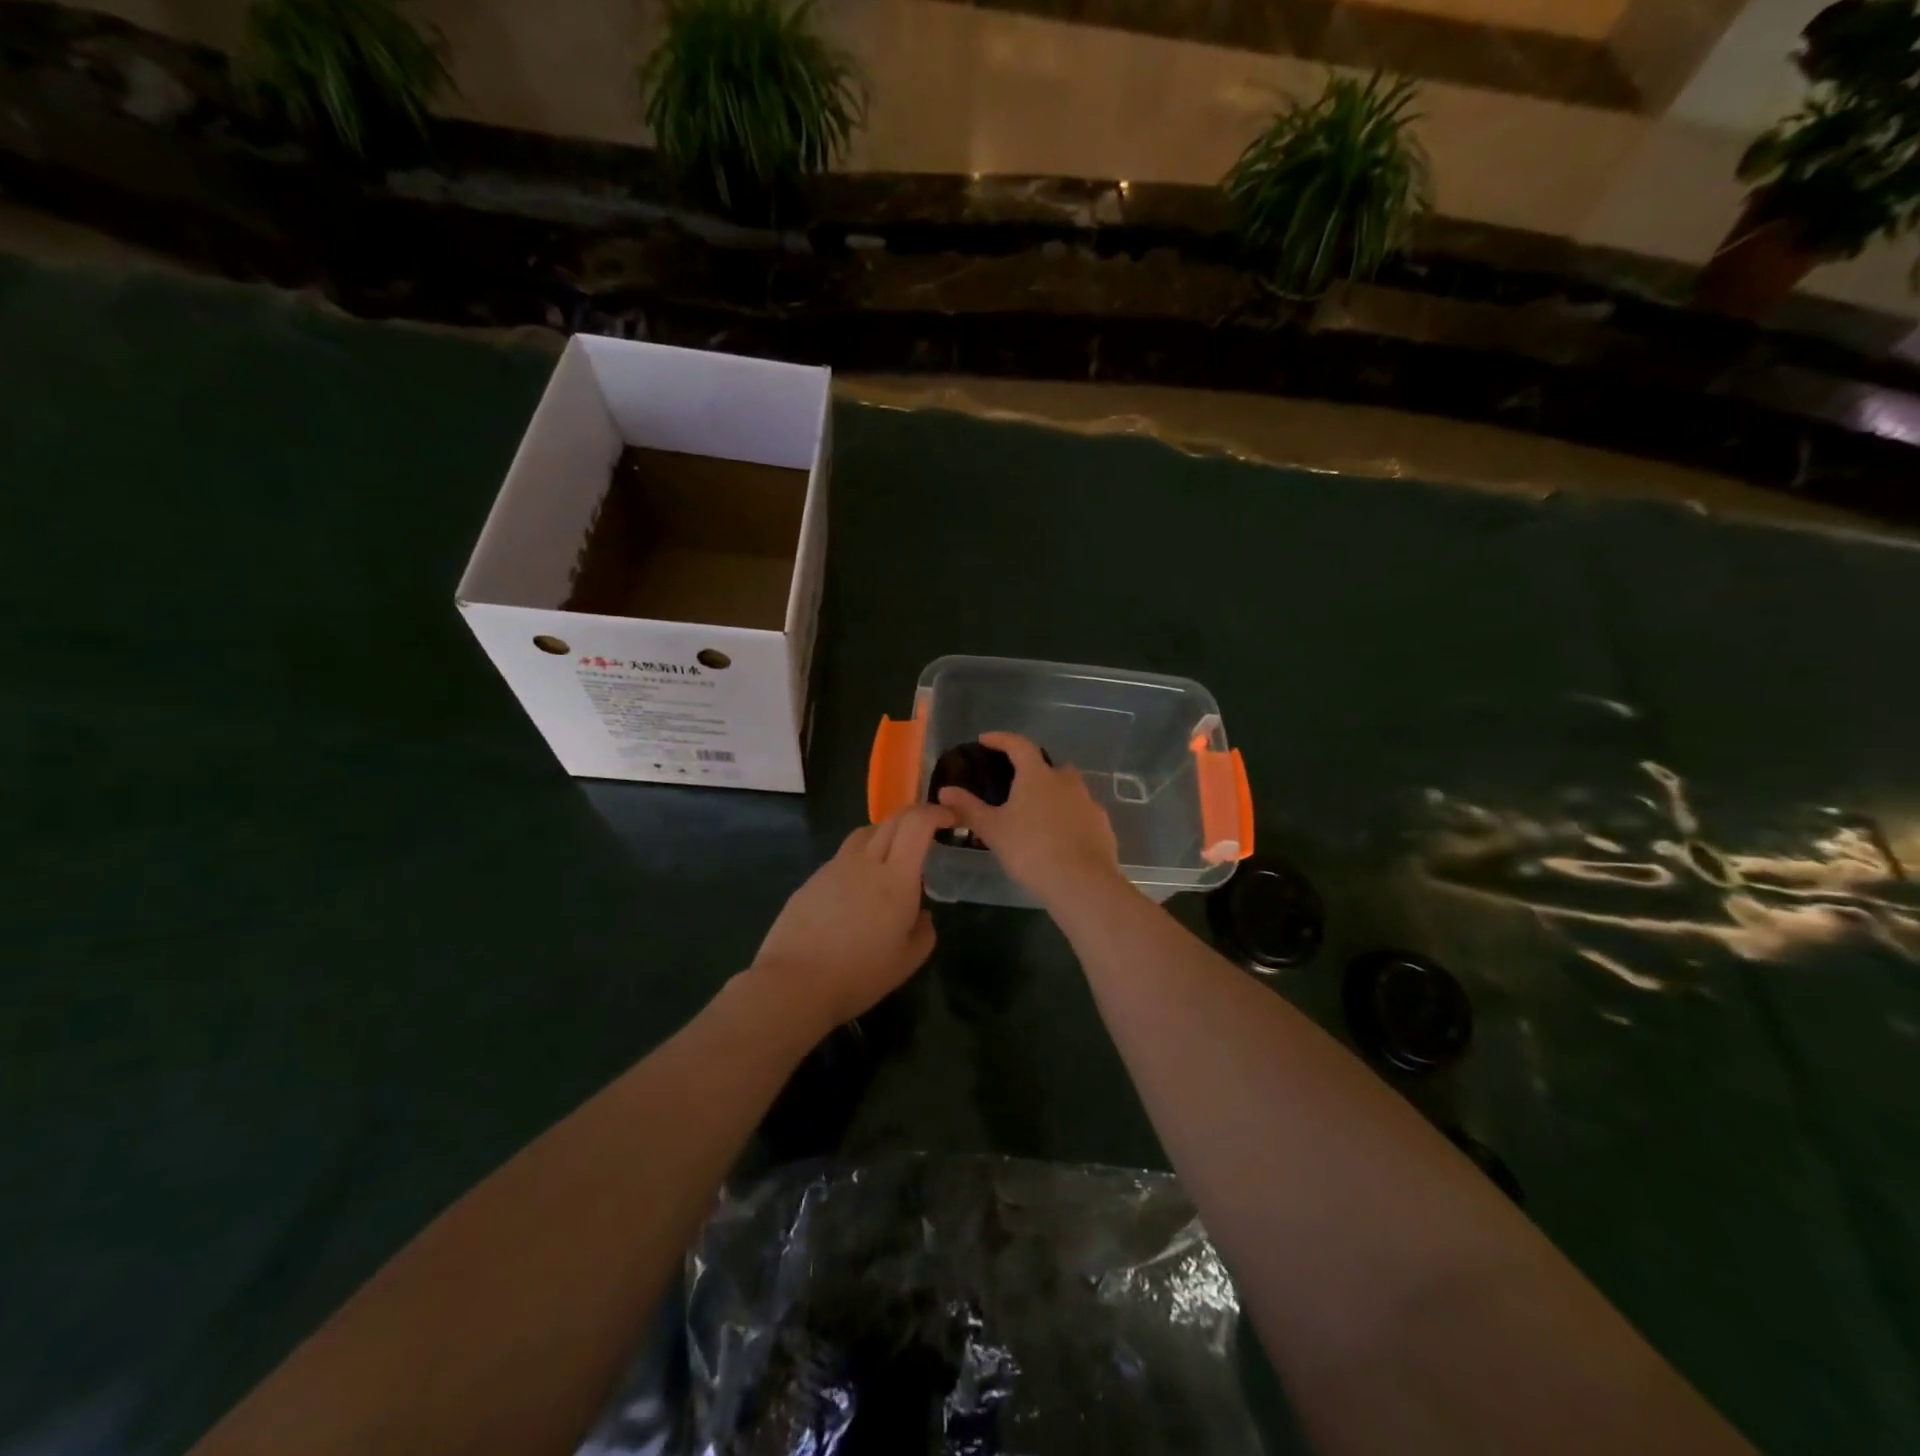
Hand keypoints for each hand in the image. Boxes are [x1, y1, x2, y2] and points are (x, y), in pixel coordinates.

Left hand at [750, 803, 953, 1033]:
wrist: (794, 982)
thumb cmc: (859, 975)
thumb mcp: (906, 962)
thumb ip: (924, 932)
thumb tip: (922, 914)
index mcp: (896, 878)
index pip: (917, 824)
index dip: (936, 812)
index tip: (948, 818)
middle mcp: (865, 862)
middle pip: (892, 820)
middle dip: (915, 816)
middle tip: (927, 832)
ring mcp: (834, 868)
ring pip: (864, 833)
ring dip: (885, 834)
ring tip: (891, 857)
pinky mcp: (812, 880)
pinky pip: (843, 858)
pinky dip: (859, 860)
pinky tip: (857, 891)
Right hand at [936, 732, 1125, 907]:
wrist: (1081, 882)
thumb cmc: (1030, 849)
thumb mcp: (993, 830)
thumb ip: (969, 808)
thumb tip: (945, 791)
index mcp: (1037, 775)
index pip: (1018, 745)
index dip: (1000, 739)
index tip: (985, 740)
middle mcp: (1066, 781)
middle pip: (1048, 766)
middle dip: (1033, 771)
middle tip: (1016, 786)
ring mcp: (1088, 802)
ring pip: (1069, 789)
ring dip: (1053, 794)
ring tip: (1037, 815)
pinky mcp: (1102, 824)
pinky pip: (1082, 812)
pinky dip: (1070, 817)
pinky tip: (1060, 837)